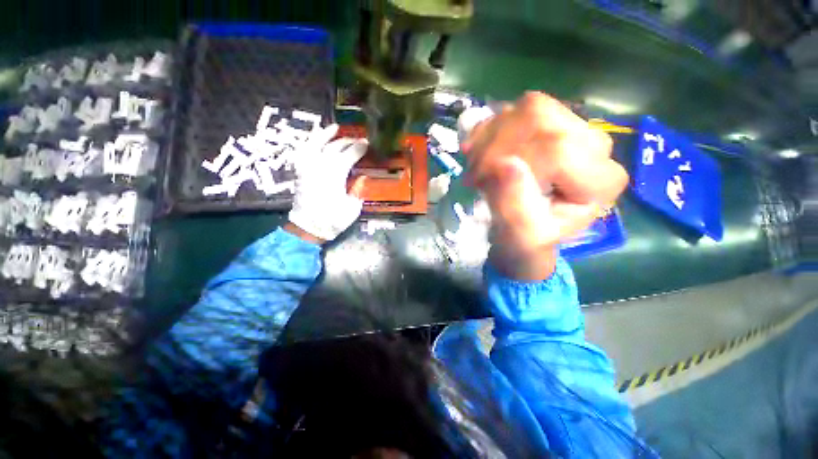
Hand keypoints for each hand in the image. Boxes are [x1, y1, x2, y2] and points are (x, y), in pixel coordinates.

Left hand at [287, 124, 367, 243]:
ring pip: (315, 144)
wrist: (308, 227)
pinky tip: (315, 138)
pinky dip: (309, 142)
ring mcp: (307, 167)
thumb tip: (362, 176)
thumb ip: (358, 190)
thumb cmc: (333, 220)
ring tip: (335, 128)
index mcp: (335, 176)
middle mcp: (320, 167)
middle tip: (358, 139)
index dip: (359, 149)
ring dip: (326, 135)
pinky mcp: (300, 171)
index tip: (367, 143)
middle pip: (335, 148)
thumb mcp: (352, 208)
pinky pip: (302, 152)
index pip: (349, 156)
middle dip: (348, 141)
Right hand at [461, 92, 627, 280]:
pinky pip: (521, 107)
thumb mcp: (521, 235)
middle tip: (474, 175)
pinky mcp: (557, 121)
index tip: (480, 182)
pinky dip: (492, 127)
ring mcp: (578, 129)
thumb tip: (505, 165)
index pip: (556, 150)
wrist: (524, 231)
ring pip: (531, 108)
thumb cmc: (525, 239)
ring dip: (492, 137)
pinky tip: (481, 150)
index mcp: (600, 182)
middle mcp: (598, 148)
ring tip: (477, 165)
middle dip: (495, 148)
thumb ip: (516, 207)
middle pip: (542, 122)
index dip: (510, 161)